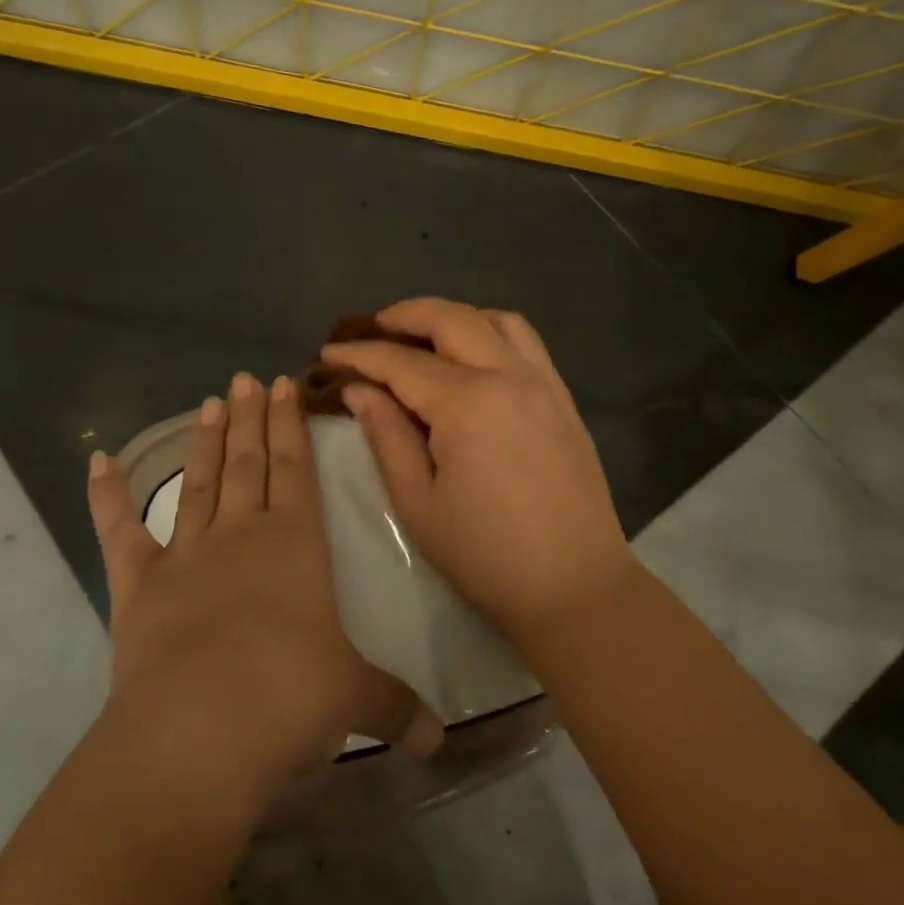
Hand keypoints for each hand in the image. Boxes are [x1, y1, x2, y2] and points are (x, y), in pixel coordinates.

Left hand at [87, 372, 441, 806]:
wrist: (201, 735)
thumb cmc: (288, 702)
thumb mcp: (352, 701)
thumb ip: (394, 707)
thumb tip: (439, 742)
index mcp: (295, 546)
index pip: (296, 470)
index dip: (292, 427)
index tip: (285, 386)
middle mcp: (241, 537)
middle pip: (249, 464)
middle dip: (251, 419)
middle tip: (246, 379)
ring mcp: (185, 556)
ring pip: (199, 484)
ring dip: (205, 443)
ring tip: (209, 402)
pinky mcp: (138, 586)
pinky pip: (119, 531)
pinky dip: (107, 496)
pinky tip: (98, 460)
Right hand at [322, 298, 636, 643]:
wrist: (575, 589)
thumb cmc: (486, 556)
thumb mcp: (418, 503)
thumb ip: (386, 436)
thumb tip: (359, 389)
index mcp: (467, 404)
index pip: (401, 362)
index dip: (359, 354)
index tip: (328, 353)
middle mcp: (508, 376)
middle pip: (451, 319)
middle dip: (403, 315)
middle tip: (370, 329)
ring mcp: (543, 383)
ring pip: (495, 320)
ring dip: (453, 317)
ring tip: (422, 336)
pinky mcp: (563, 398)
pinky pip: (526, 342)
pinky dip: (490, 331)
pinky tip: (472, 355)